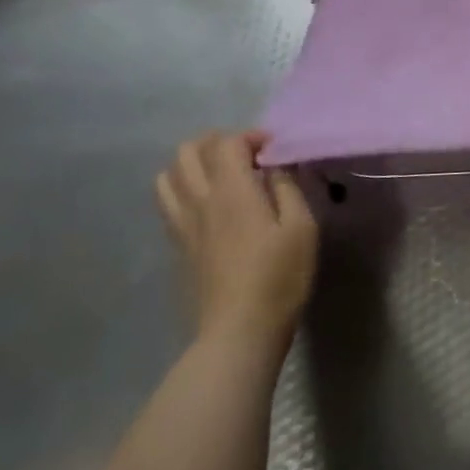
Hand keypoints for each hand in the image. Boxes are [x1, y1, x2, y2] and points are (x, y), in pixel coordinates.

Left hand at [156, 130, 318, 353]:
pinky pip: (168, 203)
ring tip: (223, 176)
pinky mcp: (178, 247)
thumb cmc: (279, 277)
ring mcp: (183, 225)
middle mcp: (200, 201)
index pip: (227, 142)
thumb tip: (275, 165)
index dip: (251, 136)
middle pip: (188, 151)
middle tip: (246, 156)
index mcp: (232, 191)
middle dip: (217, 142)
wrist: (238, 333)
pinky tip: (210, 205)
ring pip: (169, 176)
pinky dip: (184, 190)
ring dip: (194, 165)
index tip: (275, 150)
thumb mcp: (301, 227)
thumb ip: (287, 187)